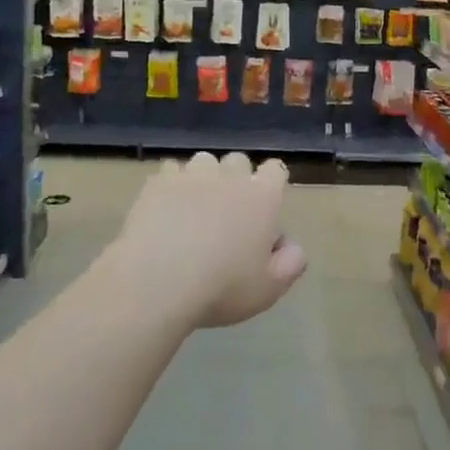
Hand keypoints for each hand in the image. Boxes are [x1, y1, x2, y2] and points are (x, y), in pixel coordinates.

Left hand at [112, 152, 308, 328]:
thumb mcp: (269, 289)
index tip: (265, 205)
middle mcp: (229, 177)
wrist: (157, 281)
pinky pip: (170, 171)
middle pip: (238, 160)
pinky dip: (172, 184)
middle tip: (229, 210)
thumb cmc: (222, 287)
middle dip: (237, 178)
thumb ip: (290, 264)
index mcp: (262, 197)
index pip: (275, 169)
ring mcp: (191, 177)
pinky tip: (167, 207)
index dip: (272, 182)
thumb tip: (292, 247)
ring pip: (204, 161)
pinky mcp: (157, 184)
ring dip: (205, 177)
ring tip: (196, 205)